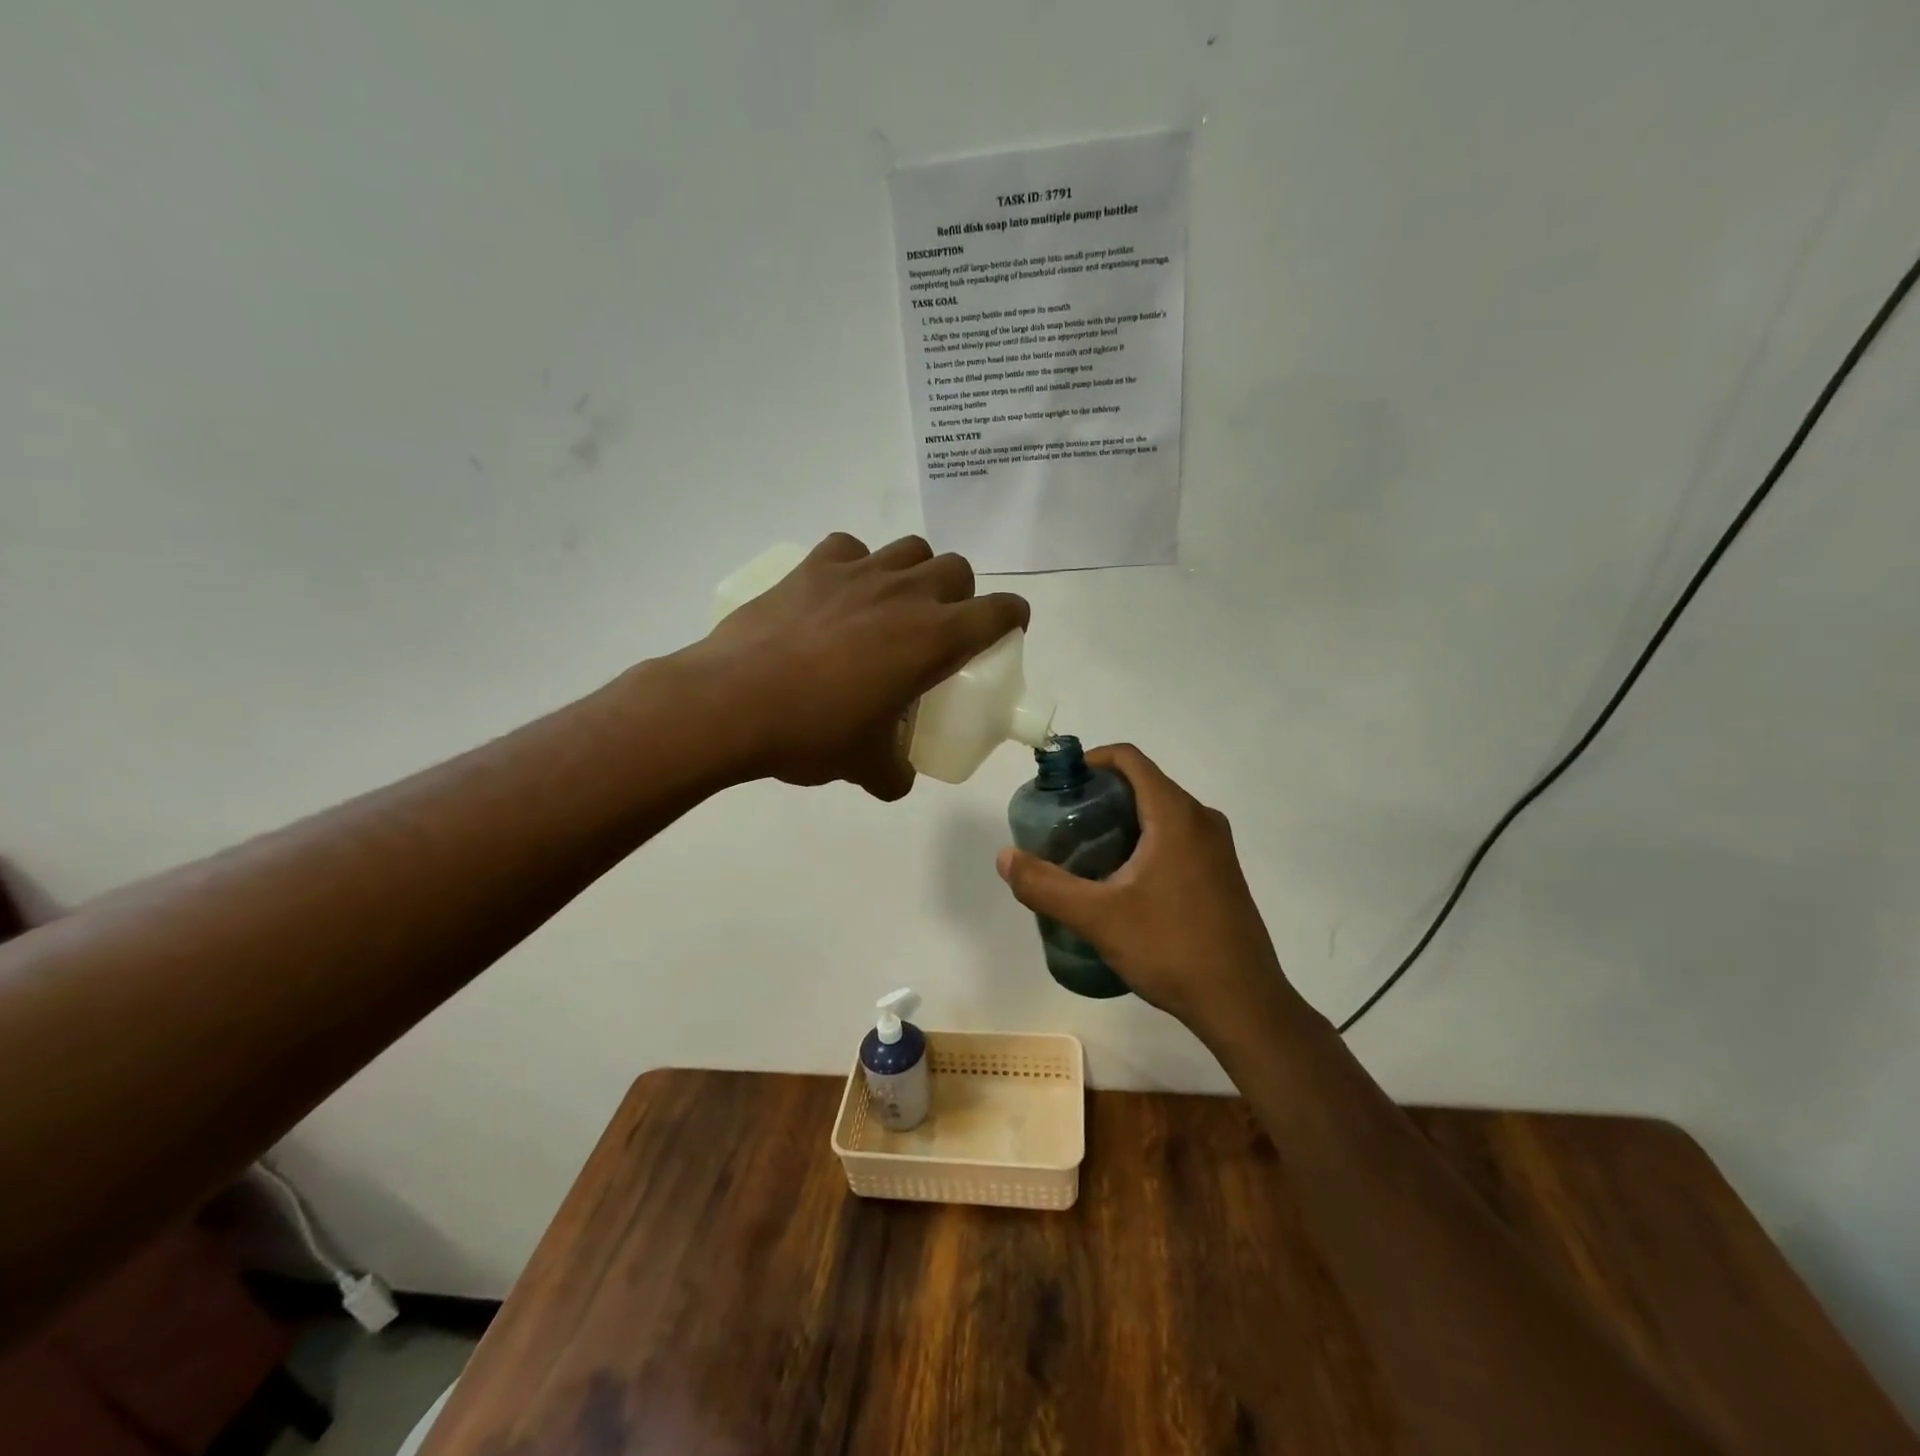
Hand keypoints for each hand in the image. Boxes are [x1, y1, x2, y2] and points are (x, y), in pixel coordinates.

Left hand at [691, 533, 1027, 799]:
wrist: (733, 704)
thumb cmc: (814, 734)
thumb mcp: (866, 766)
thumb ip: (894, 772)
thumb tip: (897, 779)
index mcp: (935, 639)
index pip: (1000, 611)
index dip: (1012, 618)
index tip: (1006, 631)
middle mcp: (906, 594)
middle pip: (957, 569)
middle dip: (960, 594)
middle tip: (939, 629)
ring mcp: (858, 573)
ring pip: (910, 549)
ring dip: (914, 572)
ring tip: (893, 605)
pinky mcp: (812, 566)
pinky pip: (850, 548)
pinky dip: (855, 564)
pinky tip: (840, 592)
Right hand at [996, 744, 1295, 1040]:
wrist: (1243, 1004)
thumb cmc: (1171, 948)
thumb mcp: (1098, 917)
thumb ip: (1046, 885)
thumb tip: (1005, 858)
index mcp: (1177, 814)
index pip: (1129, 759)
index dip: (1090, 761)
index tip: (1059, 787)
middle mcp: (1202, 820)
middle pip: (1143, 785)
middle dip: (1099, 797)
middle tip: (1062, 827)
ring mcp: (1216, 848)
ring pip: (1159, 815)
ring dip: (1120, 823)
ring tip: (1083, 855)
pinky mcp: (1221, 874)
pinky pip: (1175, 839)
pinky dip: (1143, 843)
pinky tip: (1120, 883)